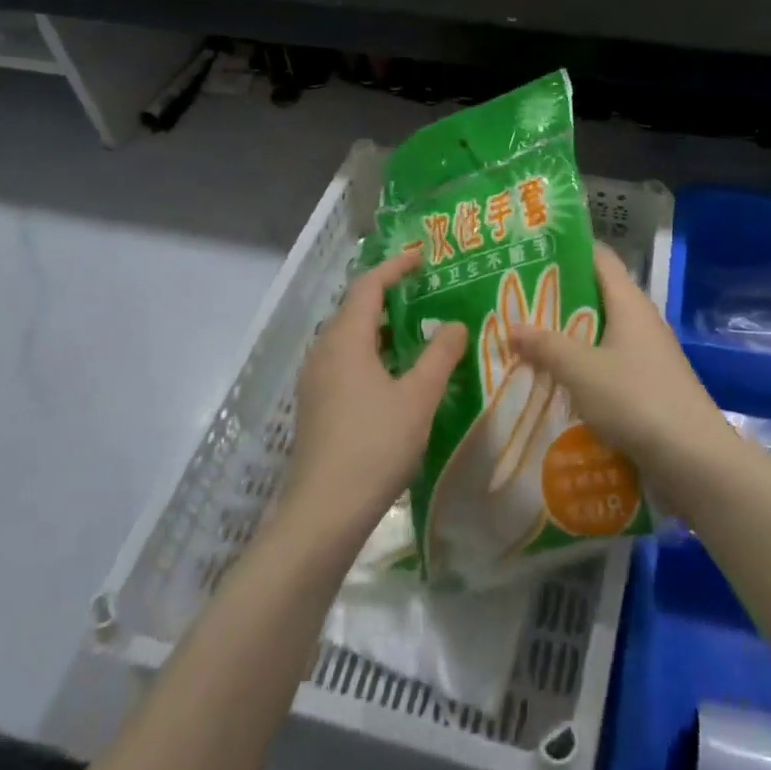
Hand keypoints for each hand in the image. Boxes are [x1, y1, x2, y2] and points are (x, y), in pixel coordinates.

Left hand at [281, 251, 465, 544]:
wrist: (323, 513)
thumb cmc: (375, 445)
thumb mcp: (419, 397)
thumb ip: (440, 355)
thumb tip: (455, 324)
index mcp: (345, 340)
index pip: (369, 286)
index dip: (395, 267)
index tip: (422, 257)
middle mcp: (324, 352)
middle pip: (355, 310)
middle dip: (389, 296)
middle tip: (425, 293)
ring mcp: (315, 382)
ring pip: (349, 340)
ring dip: (381, 329)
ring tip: (416, 332)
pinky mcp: (315, 407)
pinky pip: (345, 363)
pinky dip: (372, 355)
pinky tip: (395, 377)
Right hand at [510, 244, 732, 490]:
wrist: (693, 457)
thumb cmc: (635, 399)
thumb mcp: (581, 371)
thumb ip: (546, 346)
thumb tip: (512, 326)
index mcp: (629, 302)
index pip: (599, 257)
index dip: (568, 250)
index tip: (533, 252)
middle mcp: (641, 319)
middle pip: (597, 295)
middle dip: (559, 298)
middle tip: (517, 301)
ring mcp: (649, 353)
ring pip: (602, 332)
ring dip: (569, 335)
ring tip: (528, 341)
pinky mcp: (650, 383)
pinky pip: (610, 362)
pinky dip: (585, 365)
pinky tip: (558, 381)